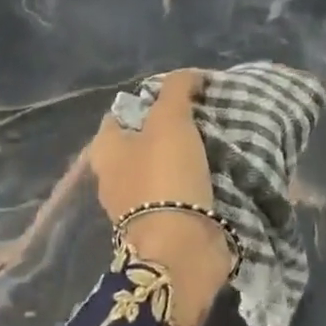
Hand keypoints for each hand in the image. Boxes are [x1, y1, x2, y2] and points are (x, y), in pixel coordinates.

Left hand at [86, 69, 231, 325]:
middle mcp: (115, 177)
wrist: (181, 250)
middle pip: (145, 139)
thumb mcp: (170, 119)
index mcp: (106, 151)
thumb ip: (177, 89)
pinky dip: (197, 179)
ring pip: (164, 165)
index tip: (184, 92)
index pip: (122, 111)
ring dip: (188, 153)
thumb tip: (190, 75)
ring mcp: (139, 204)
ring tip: (220, 138)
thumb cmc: (165, 176)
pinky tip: (220, 168)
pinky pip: (181, 190)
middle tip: (206, 113)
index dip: (150, 97)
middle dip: (172, 125)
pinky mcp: (165, 224)